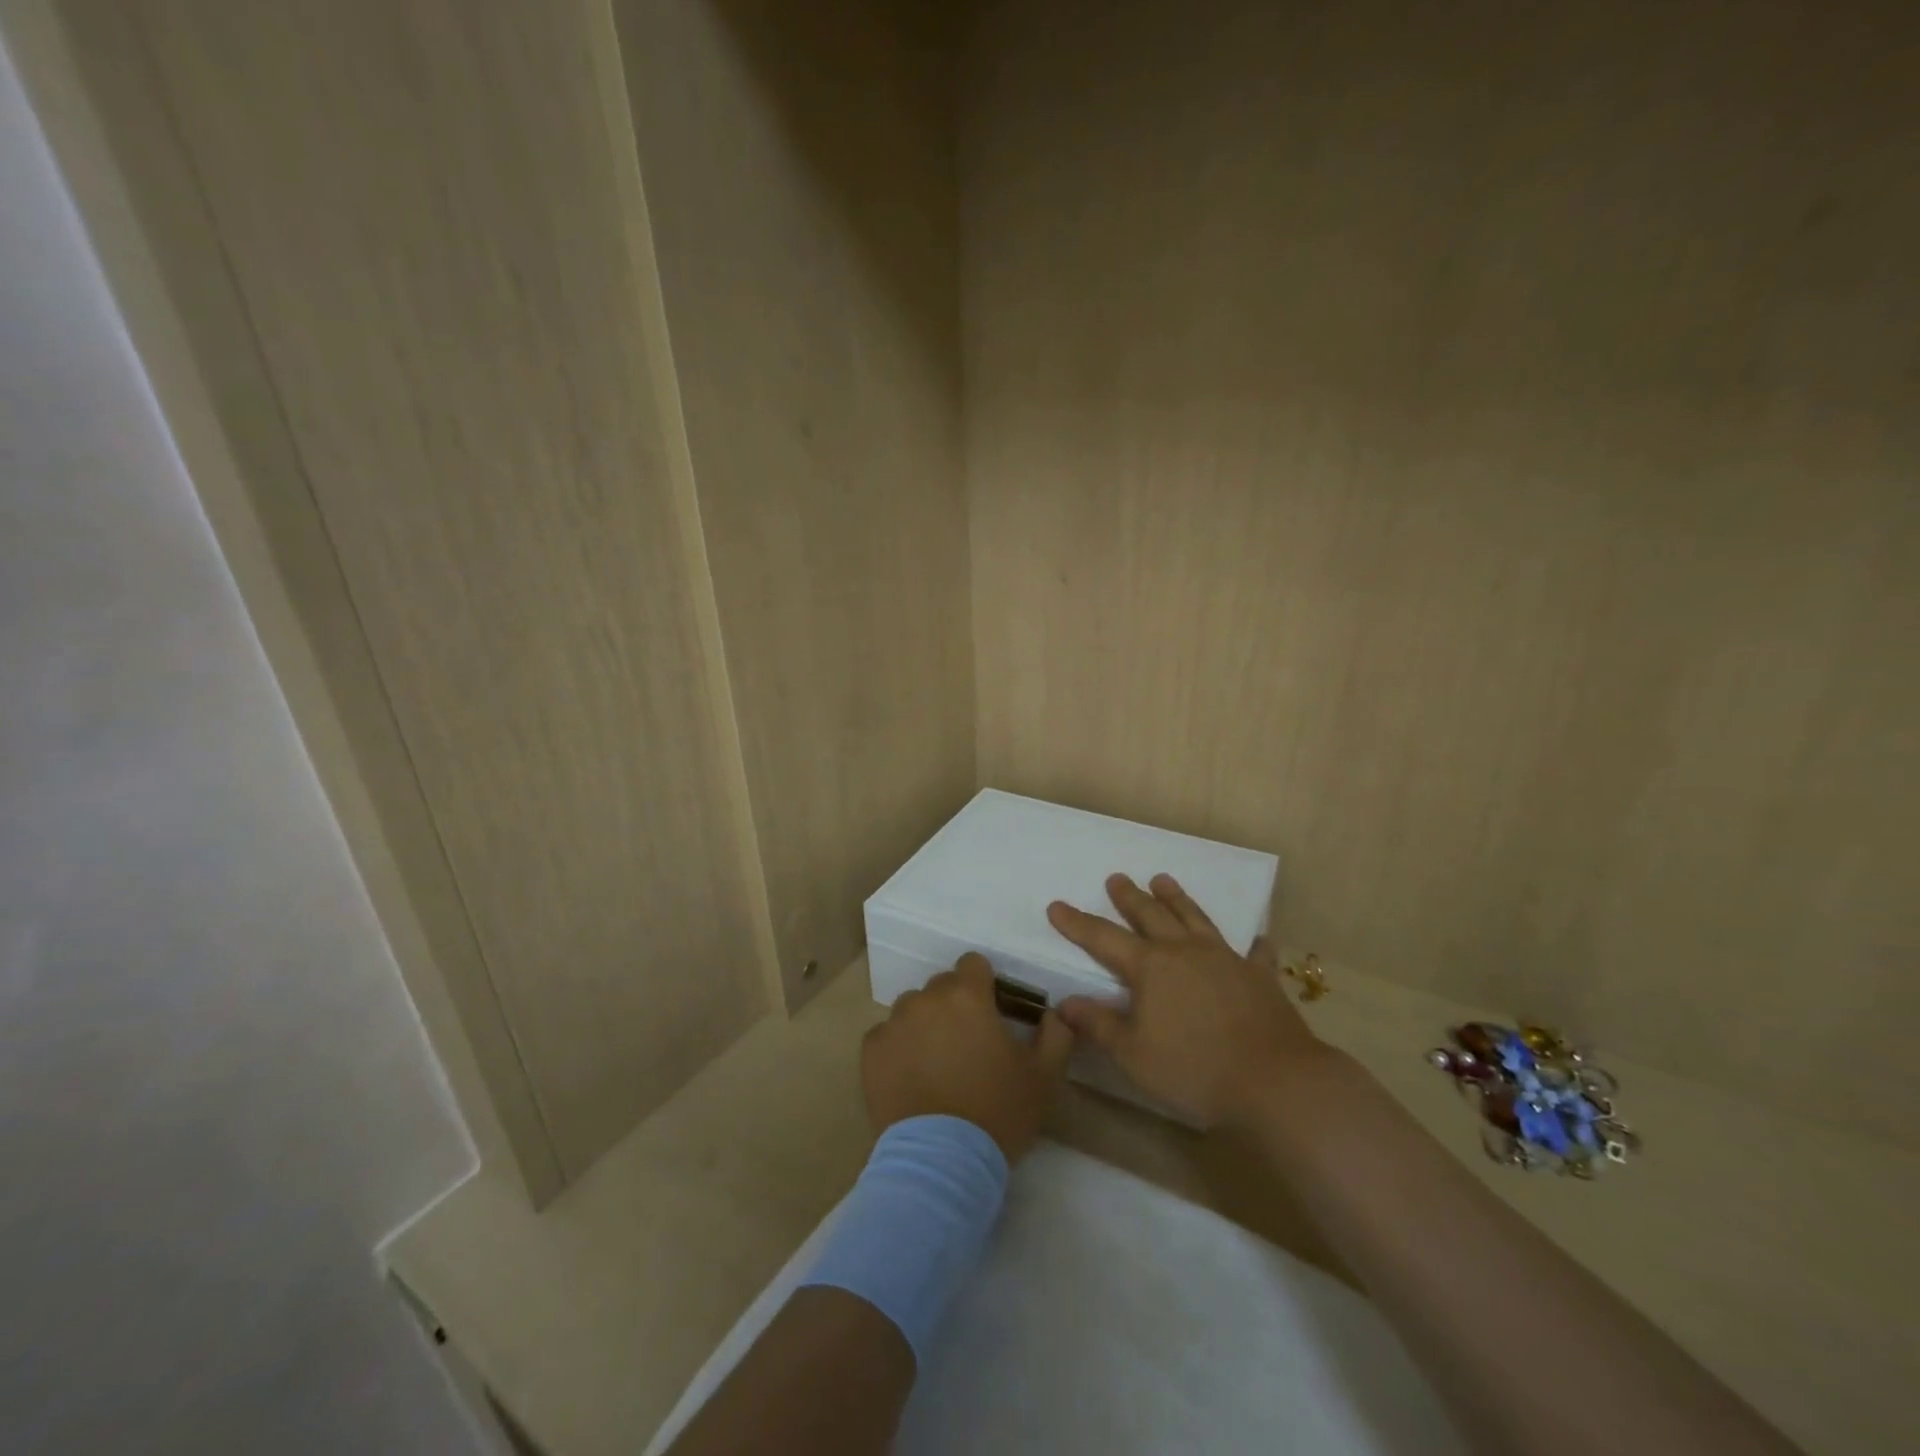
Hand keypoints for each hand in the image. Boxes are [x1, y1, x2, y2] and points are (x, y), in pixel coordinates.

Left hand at [862, 953, 1073, 1163]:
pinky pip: (887, 1036)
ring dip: (925, 1024)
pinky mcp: (871, 1051)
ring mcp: (894, 1023)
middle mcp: (927, 998)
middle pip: (942, 986)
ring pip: (913, 1009)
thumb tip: (1053, 1013)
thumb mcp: (1045, 1076)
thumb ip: (1056, 1034)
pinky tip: (911, 1078)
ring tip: (937, 1063)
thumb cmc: (998, 1112)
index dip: (985, 984)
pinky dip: (898, 1048)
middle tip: (968, 1044)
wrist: (941, 1162)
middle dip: (956, 1005)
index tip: (992, 1012)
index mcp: (968, 995)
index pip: (974, 964)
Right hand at [1047, 873, 1325, 1127]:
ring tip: (1163, 880)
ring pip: (1194, 918)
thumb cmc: (1194, 1070)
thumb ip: (1099, 1025)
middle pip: (1150, 915)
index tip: (1057, 905)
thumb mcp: (1133, 1055)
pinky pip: (1255, 951)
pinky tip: (1257, 935)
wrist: (1274, 1081)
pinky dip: (1253, 942)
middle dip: (1130, 897)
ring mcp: (1225, 959)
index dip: (1077, 922)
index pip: (1103, 938)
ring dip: (1176, 898)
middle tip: (1117, 878)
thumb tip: (1064, 1002)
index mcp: (1150, 968)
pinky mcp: (1259, 976)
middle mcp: (1184, 952)